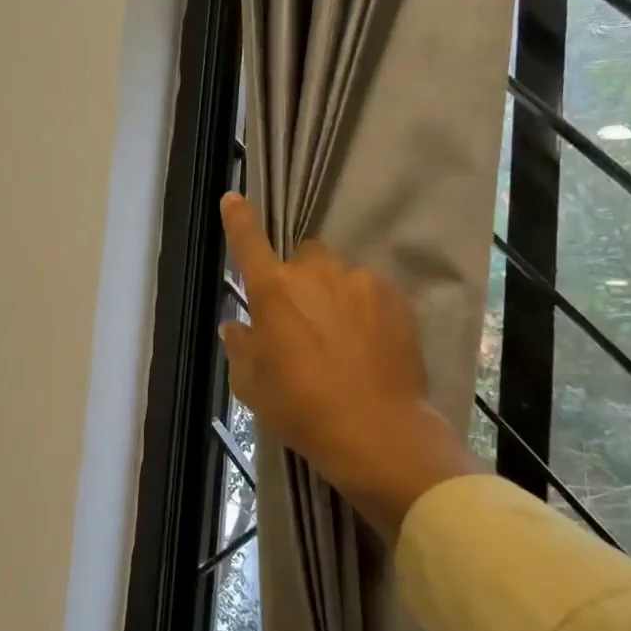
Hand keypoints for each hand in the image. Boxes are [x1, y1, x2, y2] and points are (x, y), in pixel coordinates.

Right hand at [218, 193, 476, 541]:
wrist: (377, 431)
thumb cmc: (302, 409)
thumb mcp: (253, 386)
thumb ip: (240, 347)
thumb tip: (236, 325)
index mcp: (274, 292)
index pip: (249, 244)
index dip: (239, 220)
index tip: (233, 198)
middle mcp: (317, 275)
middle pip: (304, 257)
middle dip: (301, 278)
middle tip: (304, 318)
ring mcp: (362, 283)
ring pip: (341, 276)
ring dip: (335, 295)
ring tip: (343, 339)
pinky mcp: (397, 299)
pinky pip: (372, 293)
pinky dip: (366, 310)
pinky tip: (369, 346)